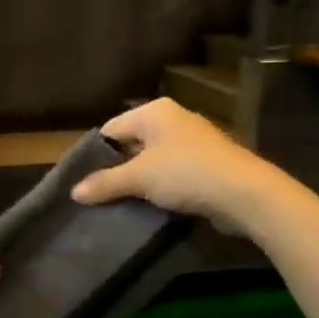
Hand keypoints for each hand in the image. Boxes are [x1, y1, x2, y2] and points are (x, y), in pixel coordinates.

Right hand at [71, 97, 278, 233]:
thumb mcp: (139, 178)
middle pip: (133, 143)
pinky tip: (152, 206)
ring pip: (154, 160)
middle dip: (117, 168)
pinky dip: (162, 187)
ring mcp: (194, 141)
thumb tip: (74, 192)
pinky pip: (174, 173)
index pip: (112, 128)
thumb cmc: (185, 173)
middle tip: (99, 194)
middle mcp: (174, 119)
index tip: (83, 180)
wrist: (244, 193)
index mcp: (155, 111)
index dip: (95, 154)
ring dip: (140, 180)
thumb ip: (105, 183)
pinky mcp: (208, 164)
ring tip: (121, 203)